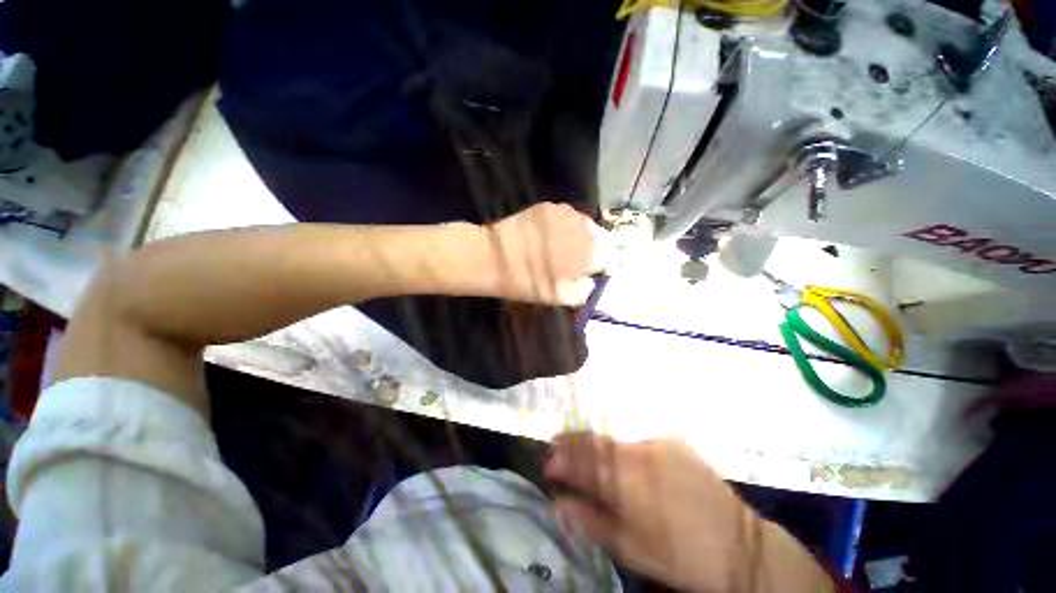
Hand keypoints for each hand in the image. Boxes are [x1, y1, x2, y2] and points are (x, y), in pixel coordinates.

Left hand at [485, 203, 614, 305]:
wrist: (495, 257)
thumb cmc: (531, 282)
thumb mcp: (564, 298)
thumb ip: (589, 290)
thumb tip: (595, 281)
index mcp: (594, 251)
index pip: (615, 258)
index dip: (606, 268)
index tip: (595, 274)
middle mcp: (586, 227)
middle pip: (602, 239)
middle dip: (594, 251)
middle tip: (577, 263)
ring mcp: (568, 212)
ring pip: (585, 226)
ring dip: (580, 238)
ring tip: (562, 249)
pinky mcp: (550, 206)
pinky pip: (567, 218)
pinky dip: (564, 228)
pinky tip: (548, 237)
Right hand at [546, 433, 832, 592]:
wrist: (740, 545)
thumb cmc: (681, 556)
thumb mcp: (631, 550)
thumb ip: (592, 522)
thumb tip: (559, 503)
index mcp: (630, 482)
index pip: (585, 460)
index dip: (563, 457)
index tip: (547, 458)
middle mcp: (641, 454)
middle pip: (597, 442)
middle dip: (573, 443)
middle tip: (556, 443)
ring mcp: (659, 444)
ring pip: (617, 440)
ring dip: (595, 444)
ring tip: (581, 448)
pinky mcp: (673, 442)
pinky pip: (638, 442)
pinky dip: (622, 448)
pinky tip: (620, 458)